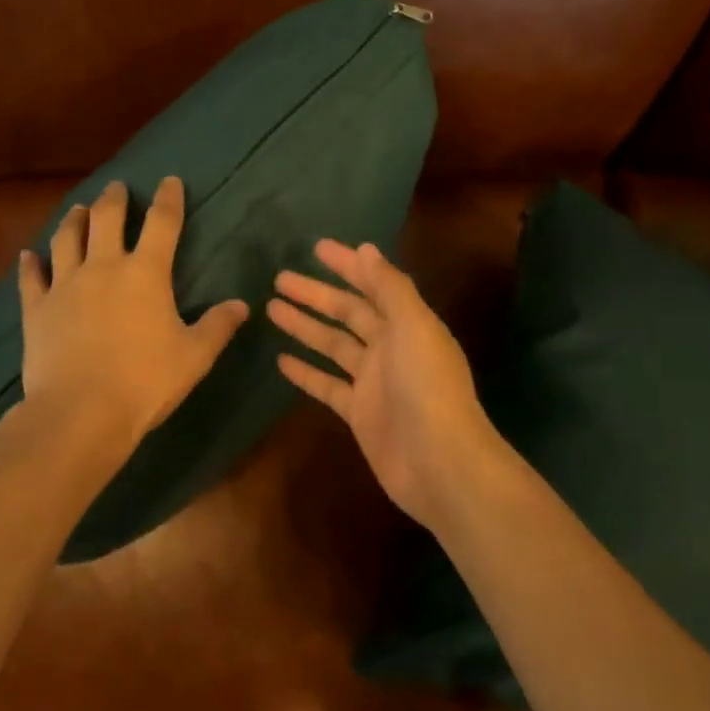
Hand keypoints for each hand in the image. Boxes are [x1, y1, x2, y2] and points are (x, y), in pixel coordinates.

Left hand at [18, 177, 248, 452]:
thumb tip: (241, 305)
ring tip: (78, 209)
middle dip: (114, 199)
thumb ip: (218, 326)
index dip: (168, 199)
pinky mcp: (36, 309)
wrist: (81, 412)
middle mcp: (103, 267)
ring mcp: (65, 285)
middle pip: (106, 219)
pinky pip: (30, 278)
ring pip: (66, 239)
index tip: (170, 180)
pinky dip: (29, 264)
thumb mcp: (194, 356)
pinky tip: (28, 255)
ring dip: (73, 220)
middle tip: (117, 187)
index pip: (162, 223)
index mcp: (145, 273)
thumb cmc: (145, 382)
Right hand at [268, 240, 500, 529]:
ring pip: (332, 345)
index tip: (316, 247)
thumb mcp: (413, 326)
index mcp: (408, 323)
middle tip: (279, 278)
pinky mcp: (358, 413)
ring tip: (271, 309)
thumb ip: (390, 288)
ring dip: (305, 327)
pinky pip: (327, 384)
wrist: (439, 463)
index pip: (372, 285)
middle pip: (347, 313)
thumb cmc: (427, 387)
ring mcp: (373, 382)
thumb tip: (366, 249)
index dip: (347, 265)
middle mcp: (390, 348)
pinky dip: (306, 372)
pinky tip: (280, 360)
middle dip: (316, 294)